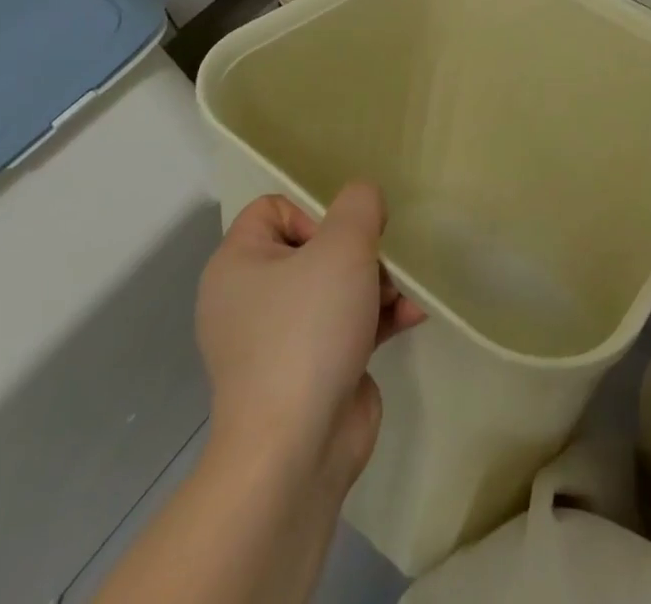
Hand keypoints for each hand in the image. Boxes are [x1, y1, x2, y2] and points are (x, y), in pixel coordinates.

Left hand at [195, 182, 425, 493]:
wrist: (295, 451)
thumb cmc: (308, 331)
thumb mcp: (343, 246)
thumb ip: (359, 205)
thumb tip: (364, 200)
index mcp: (238, 266)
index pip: (273, 208)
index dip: (314, 211)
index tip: (342, 237)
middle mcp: (250, 300)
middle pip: (314, 247)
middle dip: (359, 252)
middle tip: (380, 266)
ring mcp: (279, 340)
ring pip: (336, 286)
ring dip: (377, 283)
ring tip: (403, 294)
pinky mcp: (309, 370)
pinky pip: (346, 325)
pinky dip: (377, 318)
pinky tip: (412, 316)